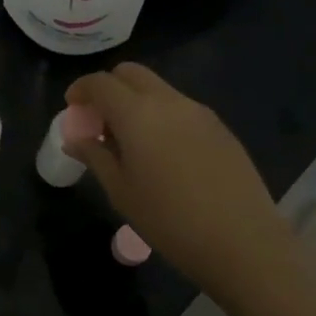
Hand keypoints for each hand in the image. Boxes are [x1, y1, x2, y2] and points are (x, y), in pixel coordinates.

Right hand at [64, 64, 285, 295]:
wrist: (242, 242)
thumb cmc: (169, 221)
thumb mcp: (121, 192)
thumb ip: (96, 157)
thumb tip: (76, 139)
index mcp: (138, 114)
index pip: (101, 83)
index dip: (81, 89)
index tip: (72, 107)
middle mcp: (169, 101)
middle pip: (131, 74)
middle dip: (109, 87)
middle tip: (99, 119)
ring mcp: (199, 112)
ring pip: (158, 89)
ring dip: (136, 101)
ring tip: (130, 141)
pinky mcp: (220, 127)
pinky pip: (181, 108)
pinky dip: (161, 116)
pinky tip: (163, 153)